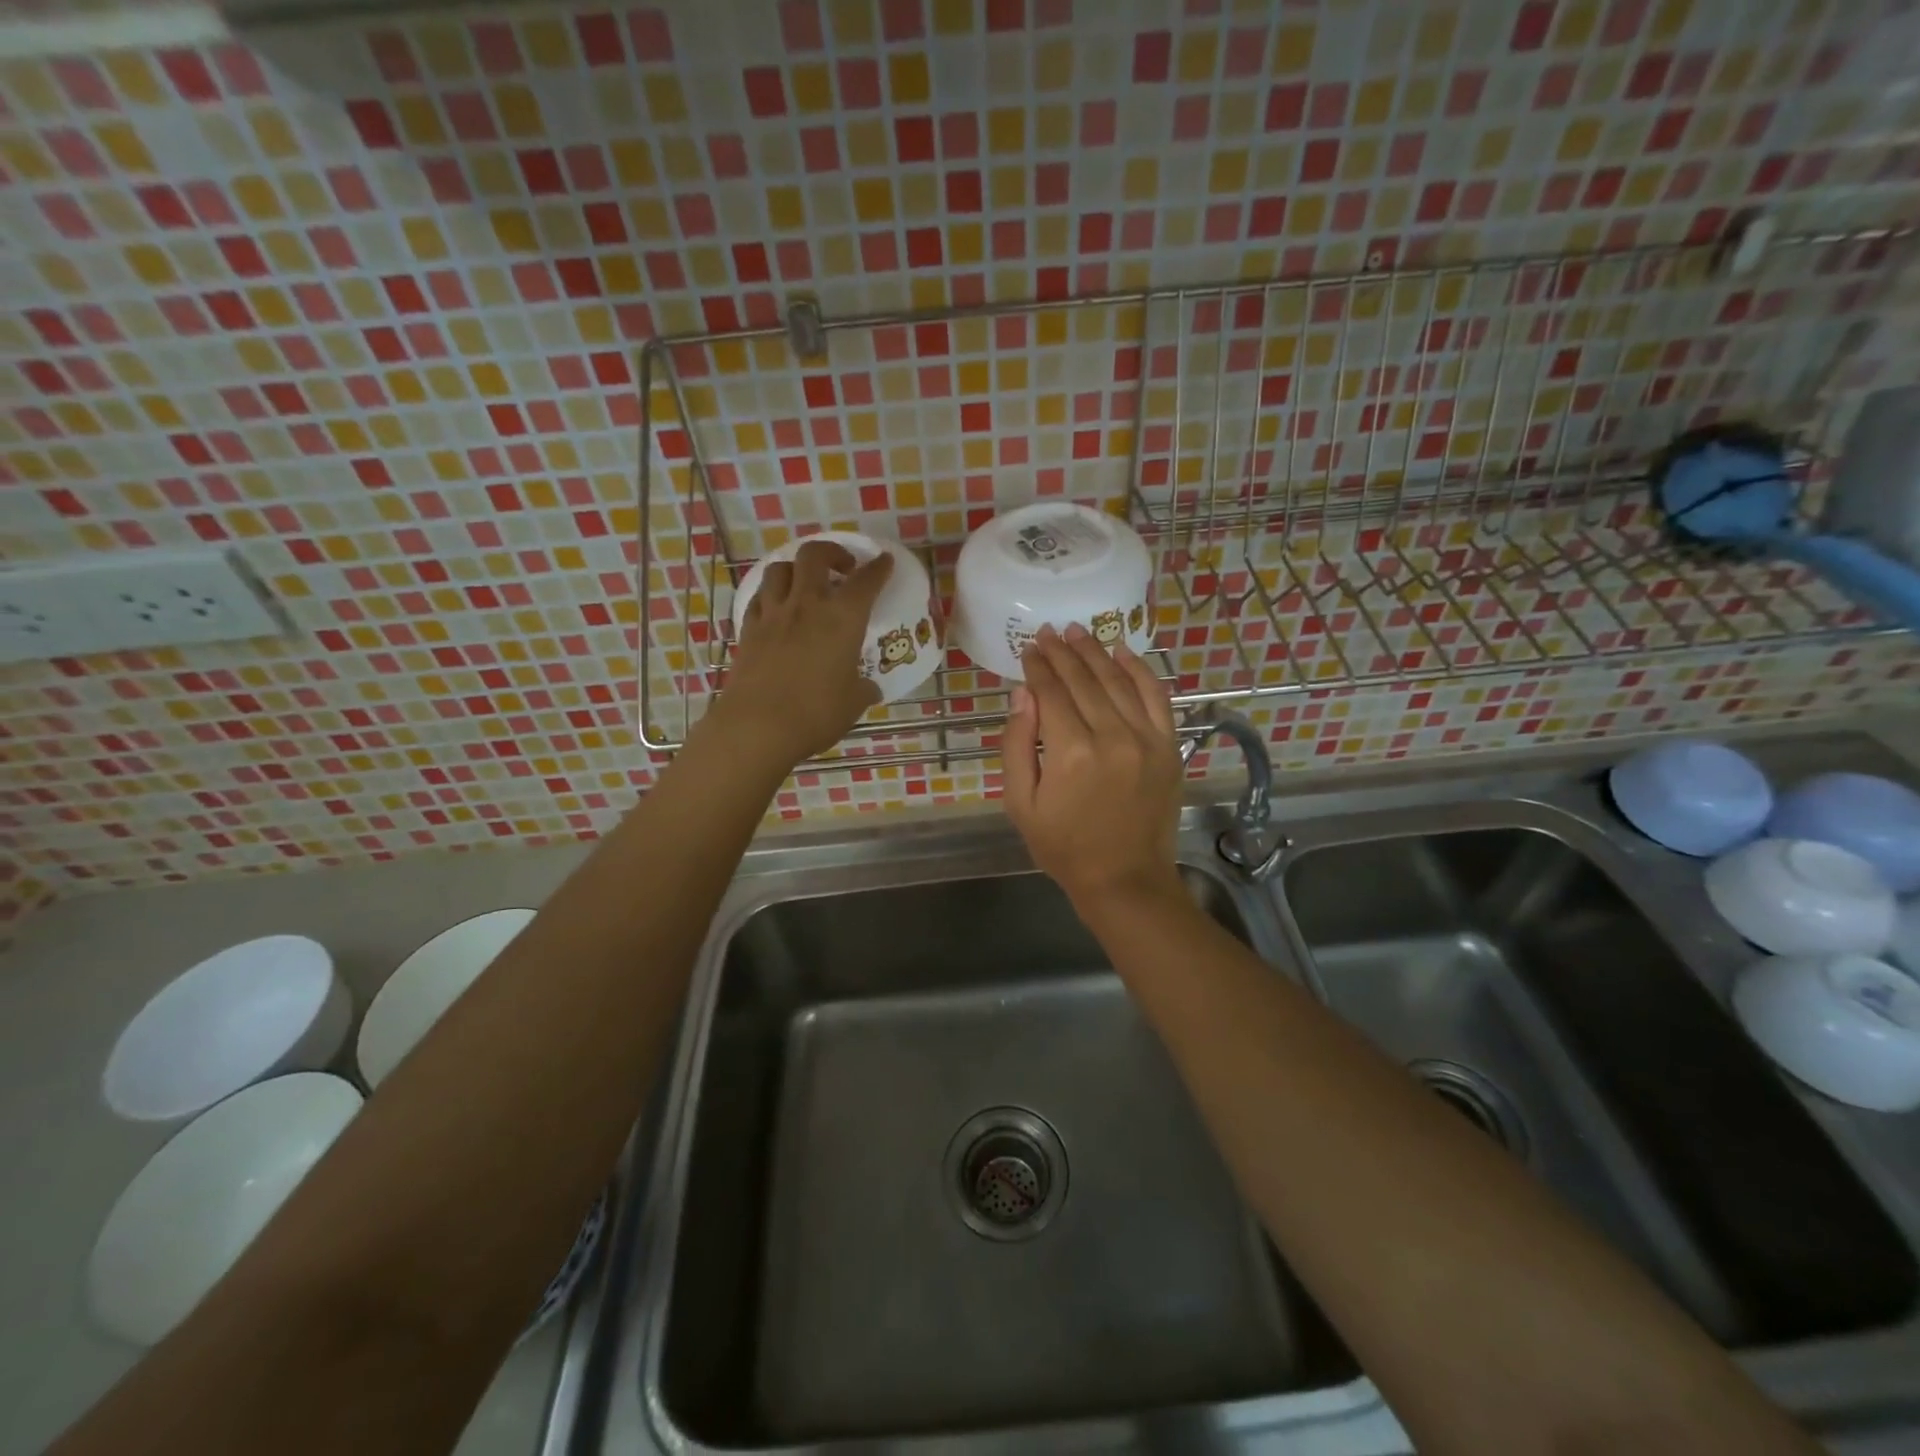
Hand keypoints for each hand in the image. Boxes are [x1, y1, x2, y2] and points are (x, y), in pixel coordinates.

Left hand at [709, 540, 892, 767]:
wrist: (758, 726)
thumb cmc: (816, 713)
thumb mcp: (853, 702)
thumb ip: (864, 688)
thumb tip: (869, 688)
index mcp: (843, 617)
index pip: (866, 581)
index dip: (879, 568)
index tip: (884, 561)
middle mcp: (807, 605)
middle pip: (814, 555)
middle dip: (832, 552)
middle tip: (842, 567)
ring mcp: (773, 614)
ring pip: (780, 569)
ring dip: (797, 569)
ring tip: (806, 583)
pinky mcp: (748, 629)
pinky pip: (759, 597)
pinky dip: (772, 594)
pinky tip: (778, 607)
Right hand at [1001, 624, 1185, 913]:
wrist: (1125, 879)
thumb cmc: (1063, 846)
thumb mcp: (1021, 803)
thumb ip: (1017, 744)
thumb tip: (1023, 693)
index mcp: (1070, 752)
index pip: (1051, 692)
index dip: (1038, 666)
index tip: (1028, 647)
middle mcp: (1111, 736)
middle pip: (1083, 680)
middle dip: (1062, 652)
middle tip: (1048, 631)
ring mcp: (1147, 739)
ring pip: (1117, 681)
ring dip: (1095, 652)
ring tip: (1077, 632)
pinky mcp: (1169, 746)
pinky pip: (1156, 696)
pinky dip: (1140, 670)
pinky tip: (1122, 652)